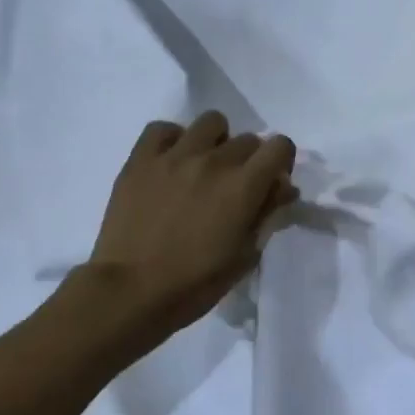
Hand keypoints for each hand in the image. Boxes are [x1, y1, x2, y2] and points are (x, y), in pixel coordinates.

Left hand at [85, 112, 296, 342]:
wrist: (130, 291)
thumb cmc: (195, 284)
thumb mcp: (244, 256)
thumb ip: (267, 214)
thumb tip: (283, 187)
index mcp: (243, 186)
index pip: (280, 146)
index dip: (281, 161)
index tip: (272, 182)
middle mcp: (213, 160)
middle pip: (247, 139)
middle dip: (249, 161)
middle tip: (234, 188)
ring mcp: (174, 155)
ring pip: (210, 122)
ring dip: (216, 142)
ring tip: (203, 168)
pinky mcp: (141, 159)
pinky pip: (163, 129)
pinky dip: (173, 140)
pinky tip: (171, 164)